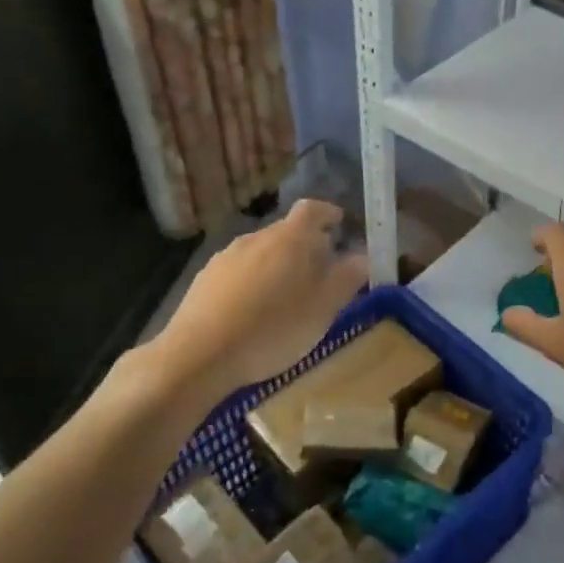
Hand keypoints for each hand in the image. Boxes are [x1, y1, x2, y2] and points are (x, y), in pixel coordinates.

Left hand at [148, 200, 368, 399]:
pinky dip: (253, 282)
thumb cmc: (275, 327)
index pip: (314, 209)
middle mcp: (258, 236)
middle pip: (288, 231)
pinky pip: (239, 271)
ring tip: (286, 299)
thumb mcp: (325, 307)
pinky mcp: (206, 277)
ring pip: (262, 252)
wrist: (201, 353)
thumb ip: (348, 277)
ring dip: (278, 266)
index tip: (341, 227)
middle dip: (306, 247)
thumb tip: (362, 256)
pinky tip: (252, 312)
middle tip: (320, 276)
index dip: (330, 214)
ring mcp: (227, 255)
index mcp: (292, 237)